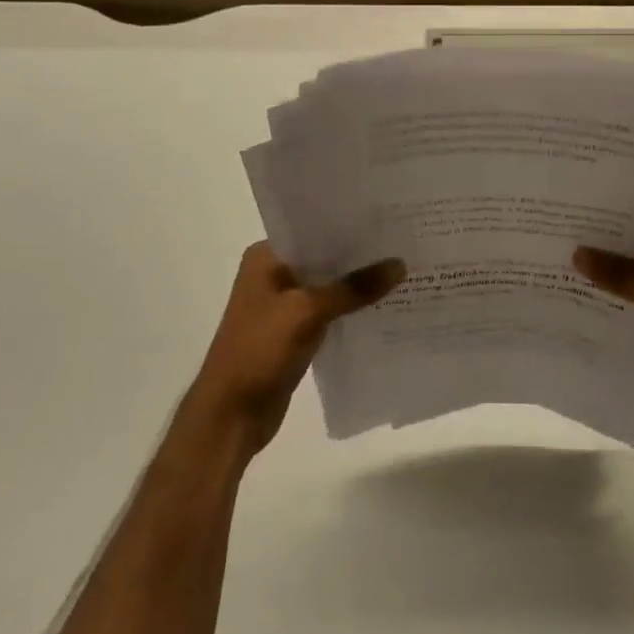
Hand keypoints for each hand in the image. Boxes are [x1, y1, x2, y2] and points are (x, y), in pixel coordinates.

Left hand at [186, 242, 403, 460]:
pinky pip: (329, 311)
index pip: (313, 228)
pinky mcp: (294, 332)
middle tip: (404, 241)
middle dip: (359, 254)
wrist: (230, 416)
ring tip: (403, 269)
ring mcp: (283, 304)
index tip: (387, 217)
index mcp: (266, 257)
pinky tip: (384, 304)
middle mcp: (273, 274)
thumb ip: (354, 288)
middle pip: (323, 257)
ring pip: (328, 286)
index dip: (348, 224)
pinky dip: (351, 309)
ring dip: (357, 284)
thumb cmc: (259, 350)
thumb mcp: (308, 312)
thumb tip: (400, 264)